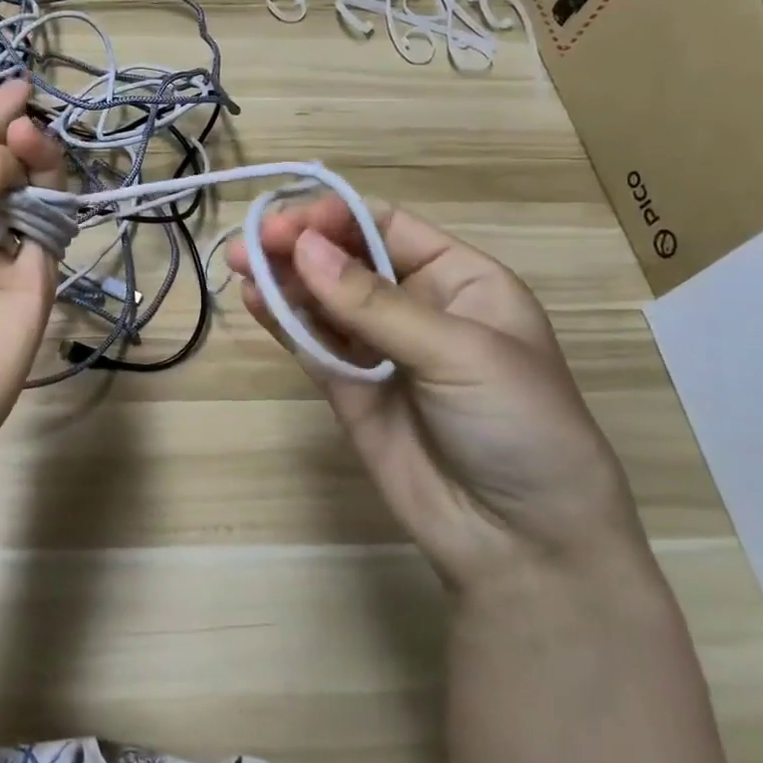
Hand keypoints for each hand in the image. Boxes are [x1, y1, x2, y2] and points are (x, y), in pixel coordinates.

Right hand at [227, 199, 647, 591]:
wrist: (521, 544)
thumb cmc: (518, 426)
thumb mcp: (460, 353)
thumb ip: (374, 303)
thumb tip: (302, 246)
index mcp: (460, 280)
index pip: (387, 227)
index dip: (336, 218)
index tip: (291, 224)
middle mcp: (415, 306)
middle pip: (346, 258)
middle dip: (300, 245)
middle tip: (250, 244)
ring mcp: (377, 349)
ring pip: (321, 299)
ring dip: (282, 278)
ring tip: (240, 265)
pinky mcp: (347, 389)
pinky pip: (310, 343)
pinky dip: (282, 320)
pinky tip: (256, 301)